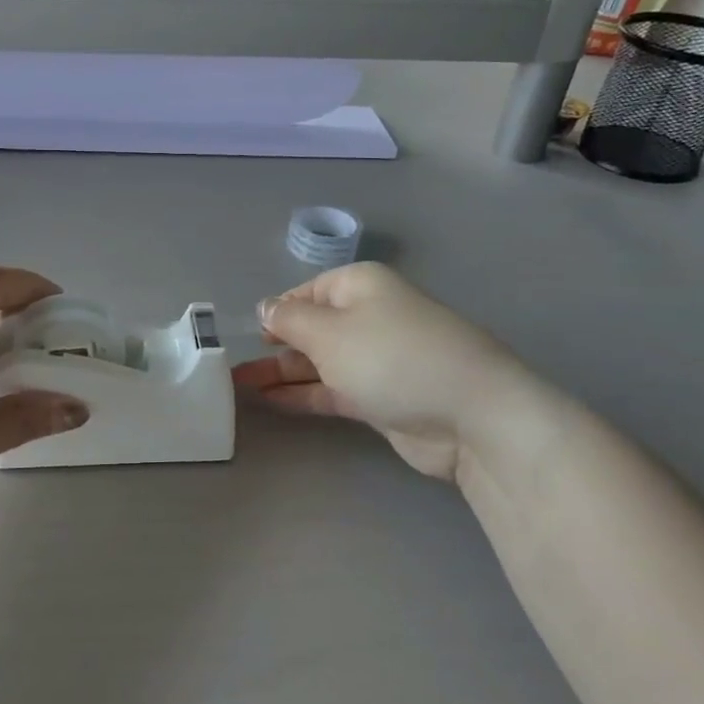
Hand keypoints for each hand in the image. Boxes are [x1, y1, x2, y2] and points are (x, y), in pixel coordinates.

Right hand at [232, 263, 521, 483]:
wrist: (470, 416)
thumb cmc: (392, 358)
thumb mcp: (329, 332)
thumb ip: (290, 320)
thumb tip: (265, 306)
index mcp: (360, 286)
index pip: (308, 291)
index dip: (277, 311)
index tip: (249, 336)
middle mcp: (370, 317)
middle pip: (312, 328)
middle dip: (274, 346)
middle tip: (233, 368)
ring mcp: (378, 359)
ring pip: (319, 362)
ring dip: (282, 373)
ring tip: (239, 387)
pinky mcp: (382, 397)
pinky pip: (333, 390)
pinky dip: (304, 394)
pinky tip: (271, 401)